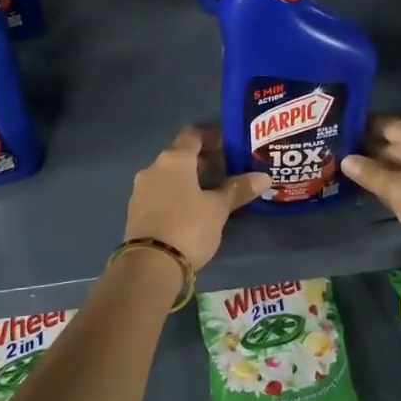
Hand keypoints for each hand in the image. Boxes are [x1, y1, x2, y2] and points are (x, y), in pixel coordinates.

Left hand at [124, 127, 270, 269]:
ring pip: (170, 175)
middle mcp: (153, 168)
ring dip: (190, 178)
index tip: (230, 142)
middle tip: (229, 168)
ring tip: (214, 190)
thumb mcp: (218, 209)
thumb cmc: (188, 227)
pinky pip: (161, 193)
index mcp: (174, 159)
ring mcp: (141, 190)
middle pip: (181, 155)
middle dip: (205, 160)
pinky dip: (178, 194)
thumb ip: (238, 189)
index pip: (193, 134)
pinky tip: (193, 208)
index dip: (212, 135)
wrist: (149, 265)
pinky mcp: (137, 211)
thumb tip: (264, 177)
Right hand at [341, 116, 400, 273]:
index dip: (364, 125)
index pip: (387, 124)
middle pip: (397, 144)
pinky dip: (398, 185)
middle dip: (370, 149)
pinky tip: (383, 195)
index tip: (339, 130)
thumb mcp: (396, 190)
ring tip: (353, 175)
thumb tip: (346, 158)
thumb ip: (370, 173)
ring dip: (383, 169)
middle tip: (338, 156)